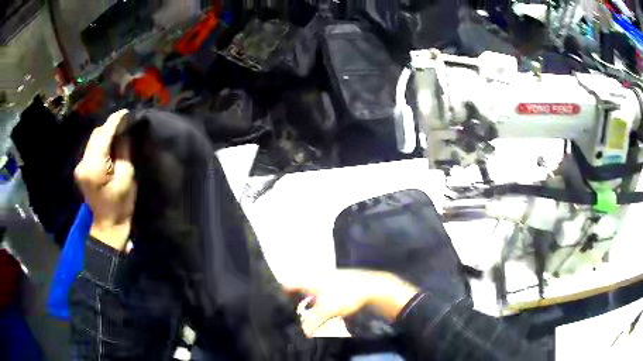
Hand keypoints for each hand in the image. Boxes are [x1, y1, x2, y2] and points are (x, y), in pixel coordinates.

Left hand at [75, 109, 135, 250]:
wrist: (108, 227)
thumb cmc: (120, 207)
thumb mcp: (126, 177)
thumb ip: (123, 151)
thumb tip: (124, 130)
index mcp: (94, 167)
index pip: (103, 135)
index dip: (115, 121)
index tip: (127, 112)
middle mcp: (83, 163)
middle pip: (96, 135)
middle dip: (111, 126)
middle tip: (126, 124)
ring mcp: (81, 165)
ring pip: (94, 139)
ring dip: (107, 133)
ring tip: (120, 132)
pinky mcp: (82, 168)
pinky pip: (93, 147)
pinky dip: (103, 142)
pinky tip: (111, 144)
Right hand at [286, 270, 418, 336]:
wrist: (371, 286)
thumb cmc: (344, 295)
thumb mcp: (326, 311)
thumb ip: (312, 322)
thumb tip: (304, 332)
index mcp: (310, 279)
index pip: (288, 283)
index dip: (281, 293)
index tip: (278, 303)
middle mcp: (316, 276)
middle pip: (299, 287)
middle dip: (295, 300)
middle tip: (292, 312)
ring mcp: (328, 278)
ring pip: (312, 290)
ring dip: (309, 302)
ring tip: (307, 313)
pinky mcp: (338, 283)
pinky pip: (322, 292)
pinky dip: (319, 301)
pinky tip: (323, 309)